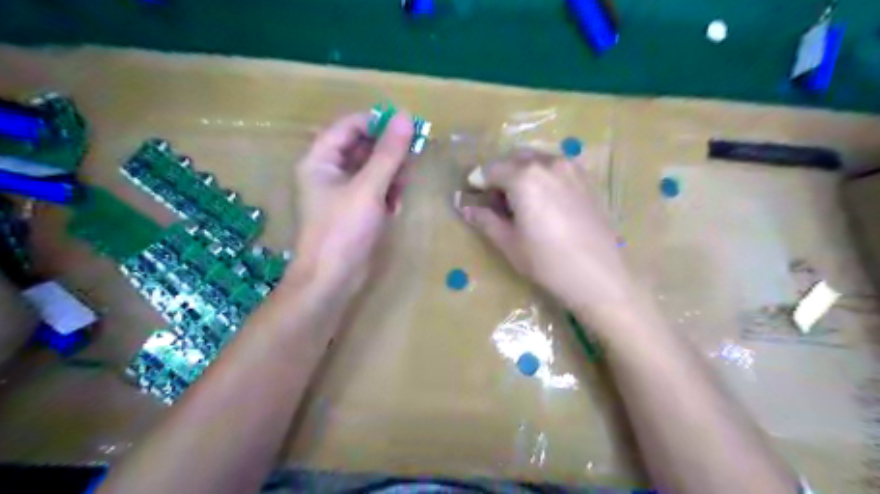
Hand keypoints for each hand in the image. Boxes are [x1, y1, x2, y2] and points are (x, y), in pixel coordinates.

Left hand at [289, 112, 413, 296]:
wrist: (332, 280)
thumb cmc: (343, 230)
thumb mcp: (368, 188)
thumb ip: (388, 153)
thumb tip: (406, 117)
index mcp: (320, 160)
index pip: (349, 126)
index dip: (377, 123)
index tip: (408, 127)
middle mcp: (328, 172)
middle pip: (363, 147)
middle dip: (388, 153)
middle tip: (412, 157)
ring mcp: (342, 193)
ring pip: (372, 170)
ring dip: (390, 175)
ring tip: (402, 188)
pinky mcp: (355, 210)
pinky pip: (374, 190)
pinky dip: (387, 194)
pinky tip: (394, 206)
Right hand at [458, 150, 636, 325]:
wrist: (598, 275)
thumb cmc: (546, 262)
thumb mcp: (509, 242)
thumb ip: (484, 219)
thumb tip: (463, 206)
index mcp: (524, 177)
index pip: (491, 169)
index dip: (478, 180)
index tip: (472, 194)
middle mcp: (548, 163)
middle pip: (514, 159)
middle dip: (500, 174)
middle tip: (494, 198)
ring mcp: (570, 168)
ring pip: (536, 160)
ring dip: (521, 172)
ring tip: (518, 199)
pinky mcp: (586, 179)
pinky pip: (555, 167)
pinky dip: (542, 174)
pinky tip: (542, 198)